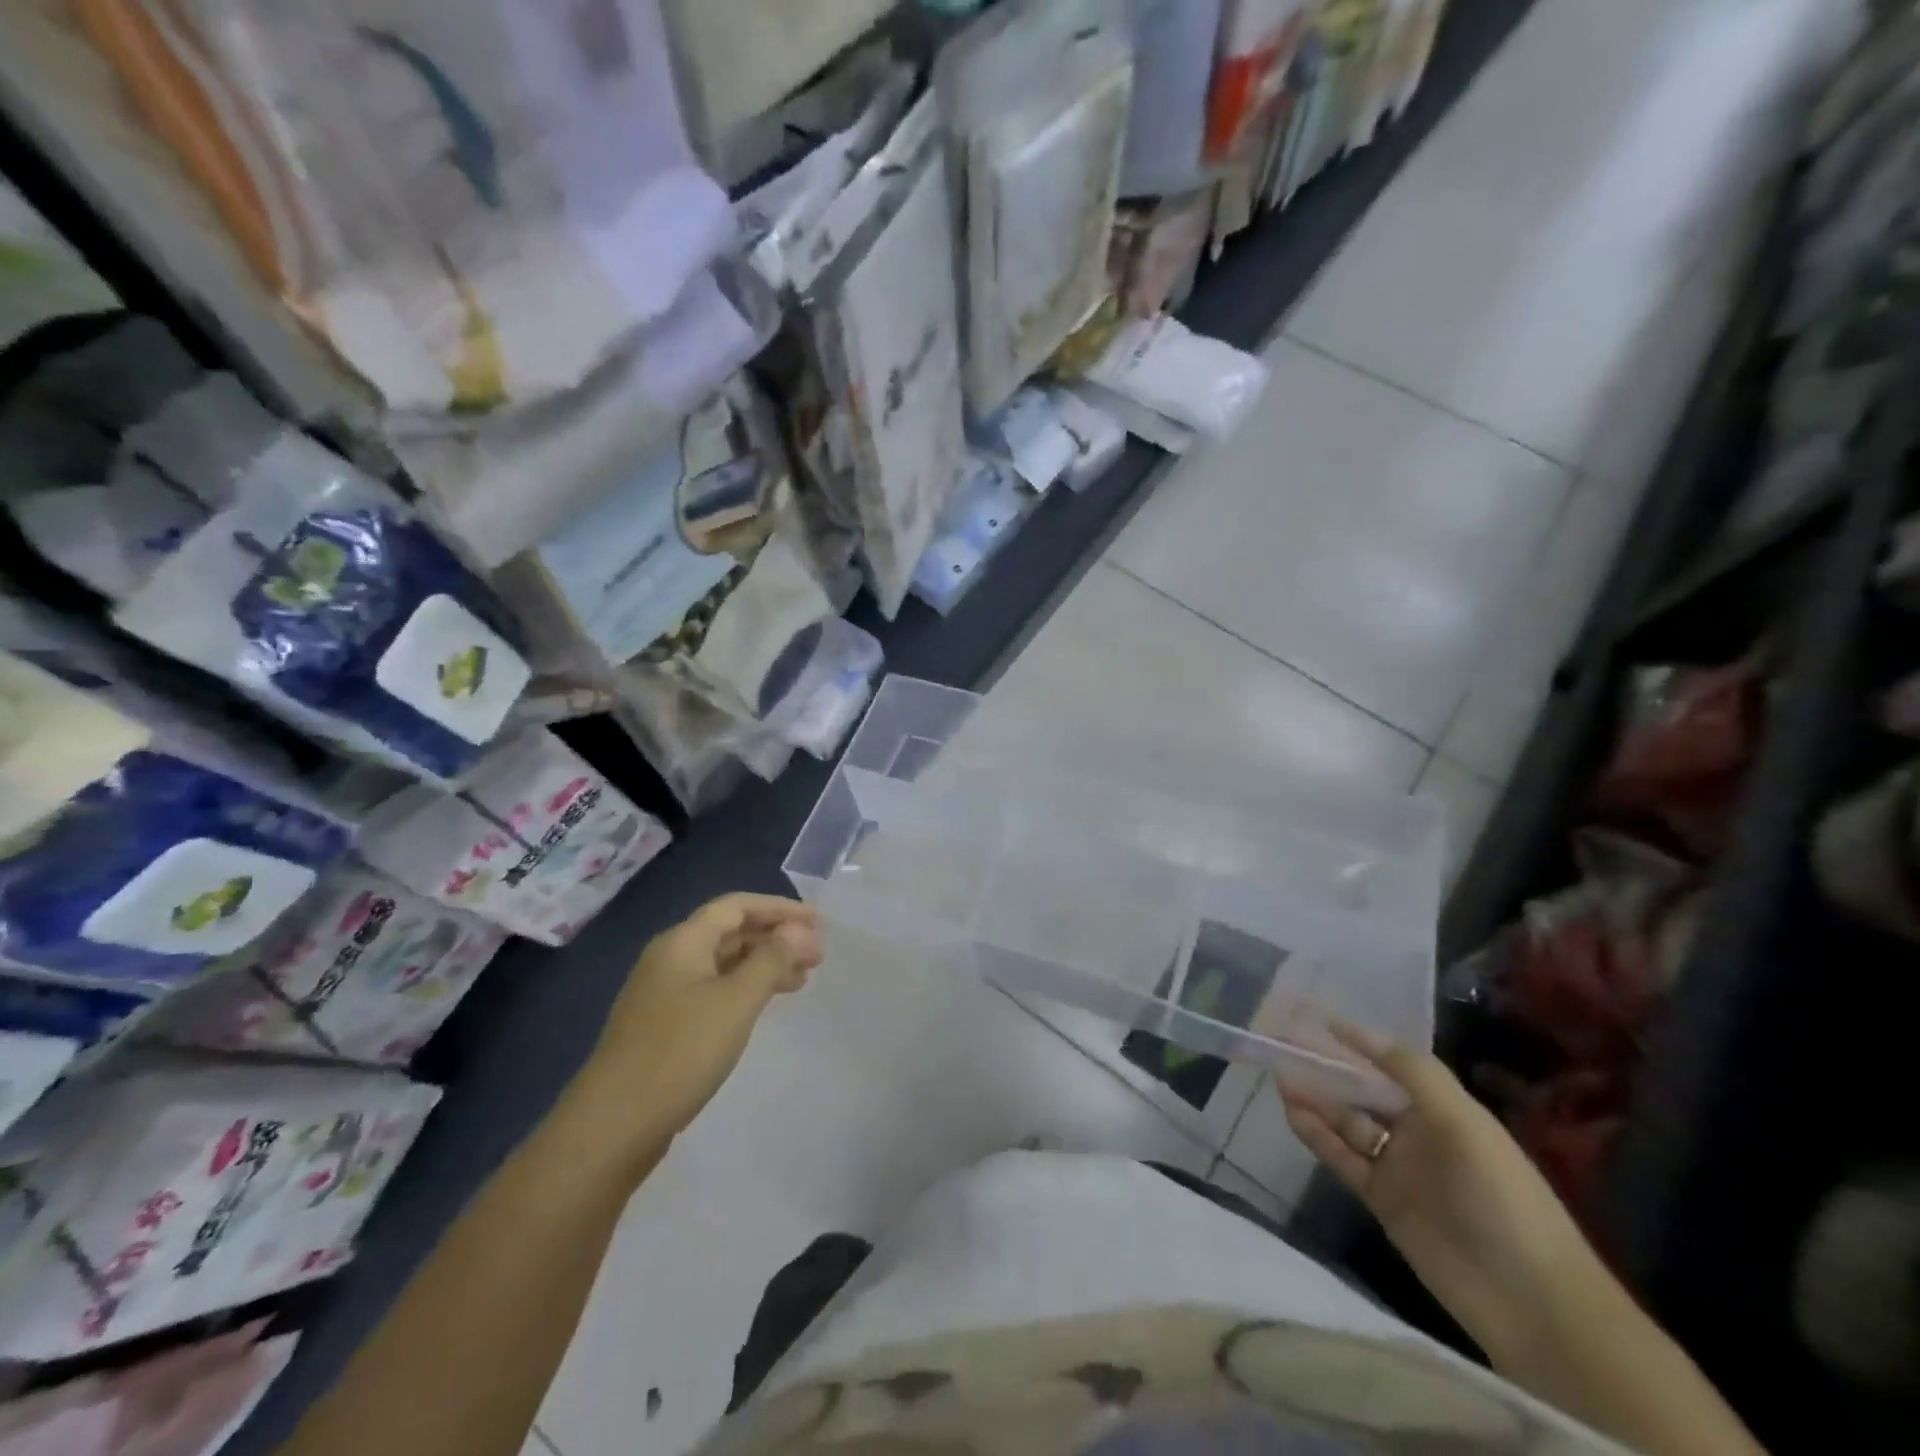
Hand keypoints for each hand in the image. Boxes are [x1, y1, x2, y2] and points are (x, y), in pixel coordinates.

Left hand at [570, 894, 822, 1154]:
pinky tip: (764, 1004)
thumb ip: (772, 959)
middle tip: (816, 956)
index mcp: (683, 941)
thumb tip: (800, 928)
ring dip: (764, 964)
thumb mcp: (737, 1001)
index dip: (779, 908)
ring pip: (724, 962)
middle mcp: (671, 957)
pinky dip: (745, 988)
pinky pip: (714, 988)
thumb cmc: (681, 1052)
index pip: (737, 906)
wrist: (614, 1125)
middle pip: (730, 931)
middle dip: (775, 937)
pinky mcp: (665, 1023)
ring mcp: (665, 992)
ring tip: (802, 980)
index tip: (818, 922)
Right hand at [1278, 1021, 1606, 1361]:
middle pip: (1364, 1092)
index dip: (1356, 1042)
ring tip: (1279, 1078)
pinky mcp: (1383, 1201)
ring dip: (1316, 1101)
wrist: (1531, 1301)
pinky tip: (1291, 1114)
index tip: (1316, 1018)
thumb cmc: (1501, 1196)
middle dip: (1327, 1070)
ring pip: (1347, 1123)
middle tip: (1283, 1047)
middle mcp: (1419, 1132)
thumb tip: (1359, 1029)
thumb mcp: (1462, 1121)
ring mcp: (1399, 1168)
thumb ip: (1412, 1072)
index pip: (1390, 1064)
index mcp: (1443, 1109)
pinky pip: (1343, 1159)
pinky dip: (1317, 1136)